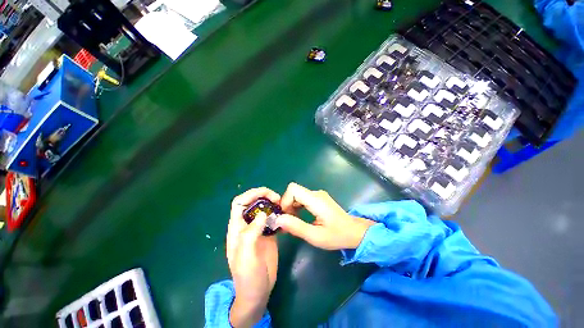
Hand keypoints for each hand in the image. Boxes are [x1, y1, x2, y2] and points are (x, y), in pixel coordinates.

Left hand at [227, 188, 279, 326]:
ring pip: (264, 209)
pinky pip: (273, 219)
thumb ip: (251, 233)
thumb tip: (263, 213)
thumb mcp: (246, 256)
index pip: (239, 202)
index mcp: (237, 228)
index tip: (267, 194)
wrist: (257, 292)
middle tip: (278, 200)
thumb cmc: (247, 276)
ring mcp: (258, 229)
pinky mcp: (268, 234)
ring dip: (272, 204)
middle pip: (253, 203)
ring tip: (283, 206)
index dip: (251, 194)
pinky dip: (279, 214)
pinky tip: (286, 216)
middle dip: (264, 196)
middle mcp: (247, 225)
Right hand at [277, 183, 374, 249]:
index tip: (285, 215)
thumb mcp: (315, 236)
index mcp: (316, 200)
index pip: (293, 189)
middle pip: (293, 191)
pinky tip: (298, 218)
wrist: (355, 232)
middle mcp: (316, 193)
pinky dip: (296, 207)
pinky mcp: (318, 198)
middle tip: (287, 221)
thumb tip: (278, 219)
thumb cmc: (337, 236)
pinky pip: (302, 198)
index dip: (285, 200)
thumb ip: (296, 227)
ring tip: (292, 222)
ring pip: (297, 195)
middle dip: (287, 205)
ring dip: (291, 207)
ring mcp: (318, 195)